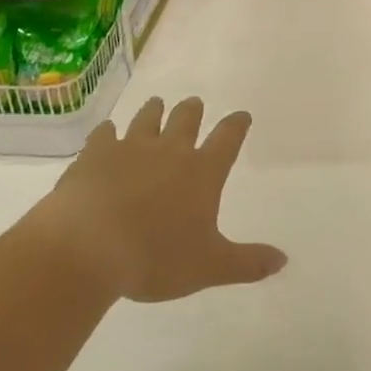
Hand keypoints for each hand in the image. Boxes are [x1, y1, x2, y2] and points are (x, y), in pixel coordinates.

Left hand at [42, 97, 286, 302]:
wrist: (88, 248)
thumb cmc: (156, 258)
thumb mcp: (210, 267)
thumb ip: (247, 262)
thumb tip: (283, 260)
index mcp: (202, 172)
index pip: (227, 139)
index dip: (236, 126)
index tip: (241, 116)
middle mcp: (169, 151)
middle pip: (185, 120)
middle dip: (192, 111)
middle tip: (194, 103)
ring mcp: (129, 149)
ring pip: (146, 119)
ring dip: (154, 110)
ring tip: (156, 104)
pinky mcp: (94, 156)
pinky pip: (104, 135)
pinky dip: (108, 132)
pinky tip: (106, 132)